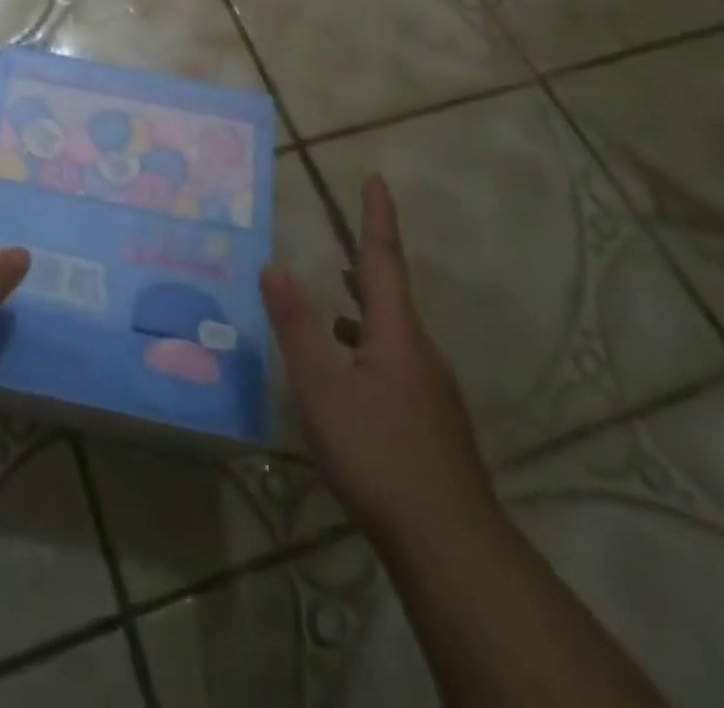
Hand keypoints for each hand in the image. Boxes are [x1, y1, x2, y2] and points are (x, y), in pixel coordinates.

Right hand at [260, 176, 494, 546]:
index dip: (377, 217)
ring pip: (391, 332)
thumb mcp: (321, 386)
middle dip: (366, 262)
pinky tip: (347, 373)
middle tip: (342, 239)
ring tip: (332, 303)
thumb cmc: (378, 452)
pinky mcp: (430, 421)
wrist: (449, 544)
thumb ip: (295, 324)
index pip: (383, 259)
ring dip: (362, 308)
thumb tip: (274, 263)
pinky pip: (394, 362)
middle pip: (389, 294)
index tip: (376, 179)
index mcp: (395, 332)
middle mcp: (419, 351)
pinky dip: (365, 347)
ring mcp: (429, 389)